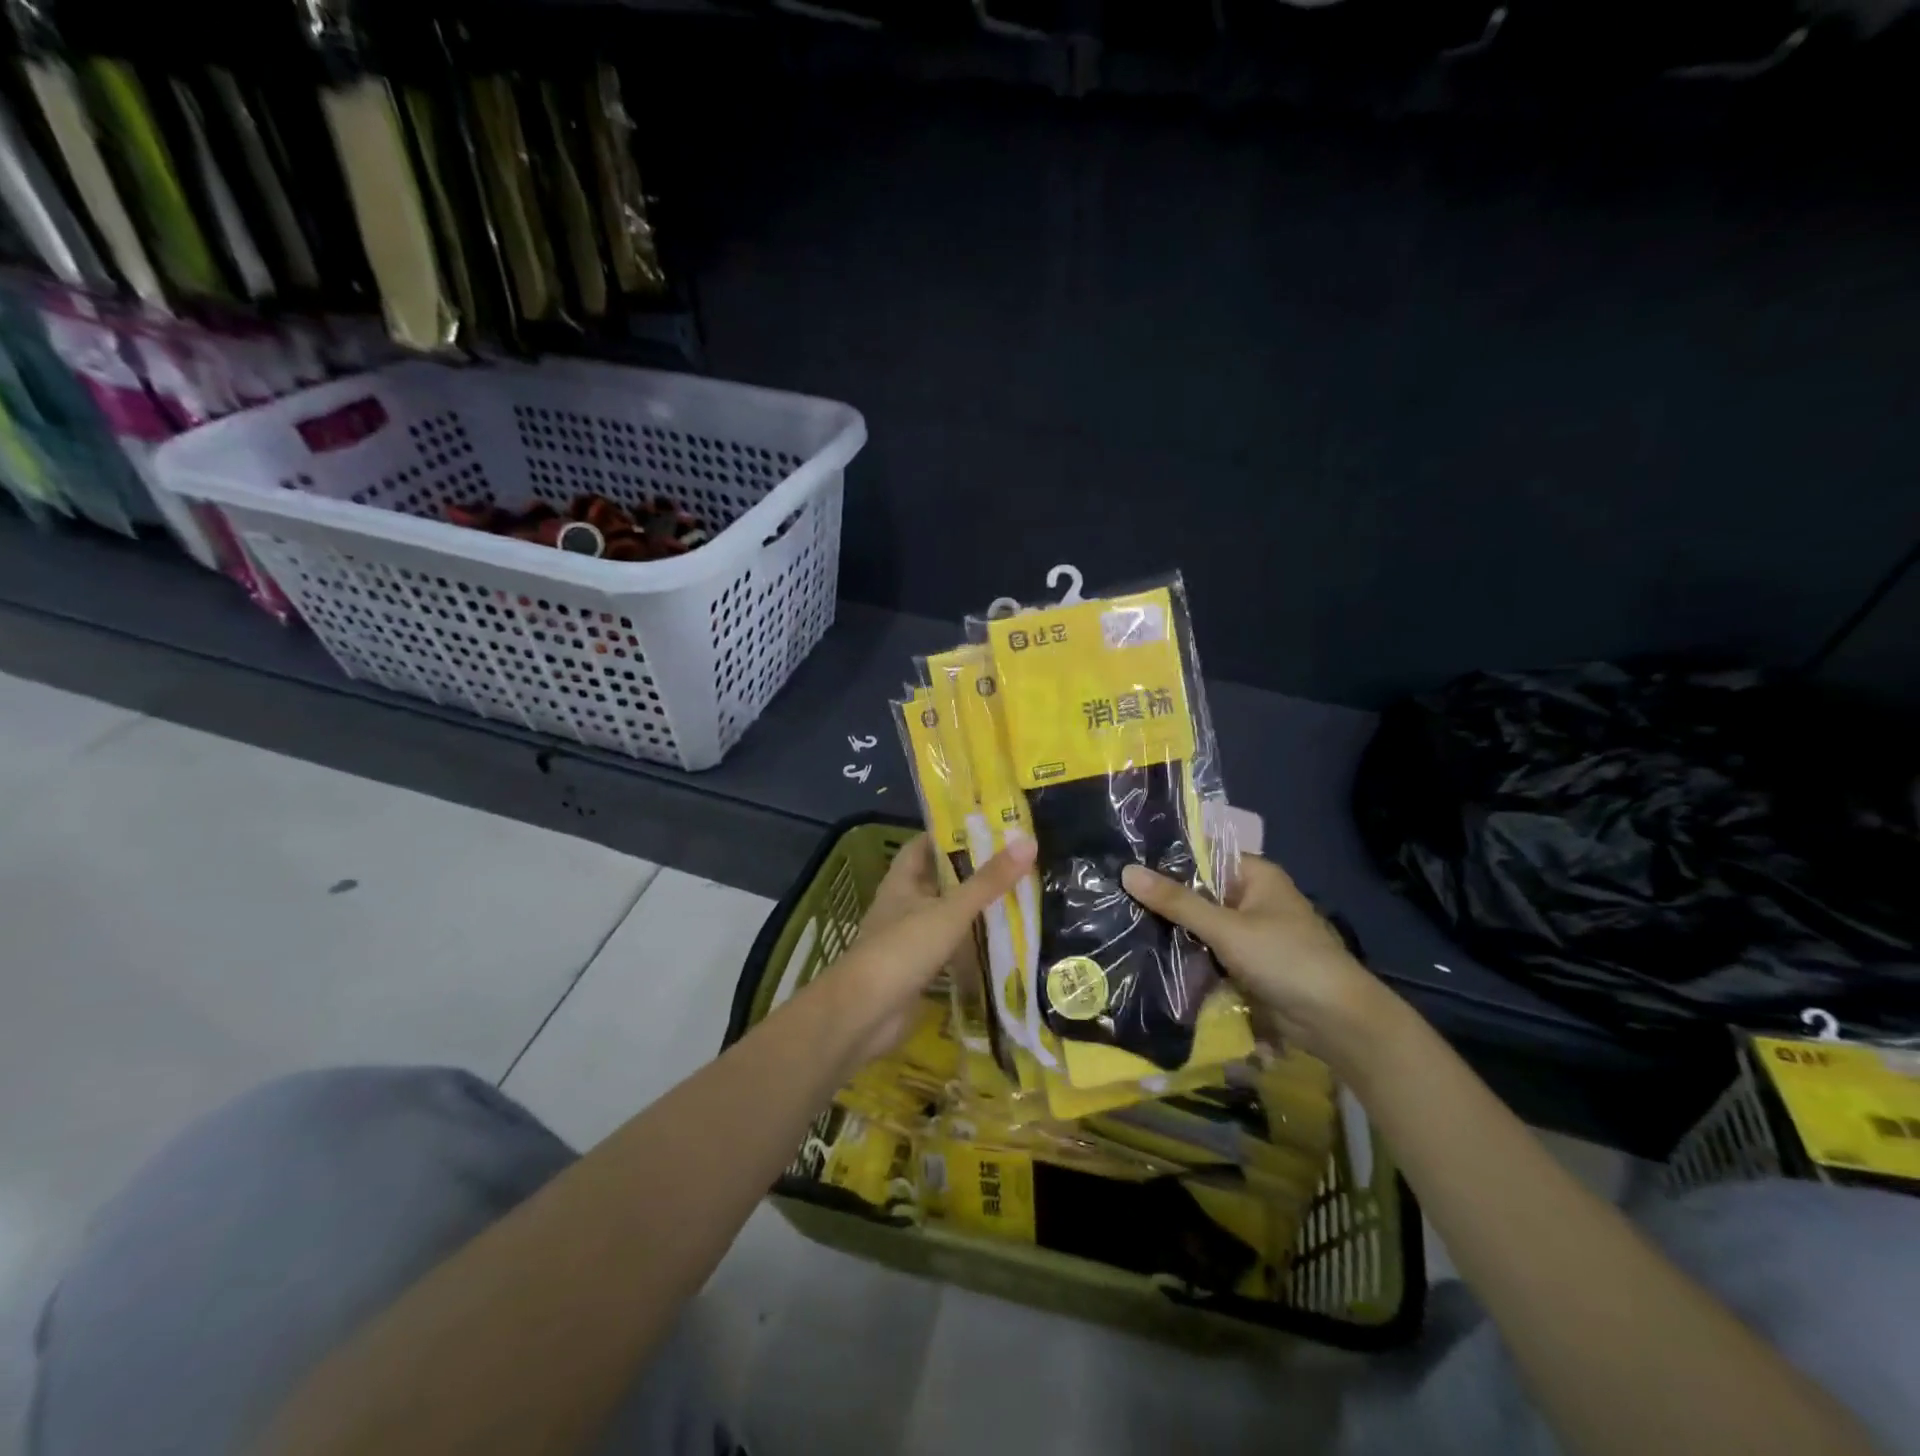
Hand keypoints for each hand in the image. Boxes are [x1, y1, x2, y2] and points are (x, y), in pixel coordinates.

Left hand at [817, 833, 1035, 1067]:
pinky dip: (970, 944)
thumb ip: (988, 881)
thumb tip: (1028, 842)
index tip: (987, 827)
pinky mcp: (918, 970)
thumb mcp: (950, 911)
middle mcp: (903, 905)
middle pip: (938, 880)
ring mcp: (909, 939)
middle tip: (1014, 862)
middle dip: (970, 872)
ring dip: (972, 909)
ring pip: (945, 914)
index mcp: (902, 882)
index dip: (949, 834)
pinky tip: (999, 942)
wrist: (865, 1014)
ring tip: (1016, 897)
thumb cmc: (902, 950)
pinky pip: (949, 948)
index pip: (923, 846)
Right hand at [1121, 854, 1395, 1072]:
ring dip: (1172, 929)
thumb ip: (1176, 902)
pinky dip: (1186, 954)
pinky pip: (1208, 951)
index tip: (1123, 861)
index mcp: (1255, 875)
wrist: (1336, 1022)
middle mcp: (1251, 897)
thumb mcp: (1226, 928)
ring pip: (1200, 924)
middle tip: (1113, 896)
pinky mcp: (1246, 964)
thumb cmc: (1285, 959)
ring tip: (1120, 922)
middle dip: (1163, 898)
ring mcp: (1249, 932)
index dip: (1165, 859)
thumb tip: (1126, 871)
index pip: (1202, 855)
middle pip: (1198, 891)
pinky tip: (1147, 953)